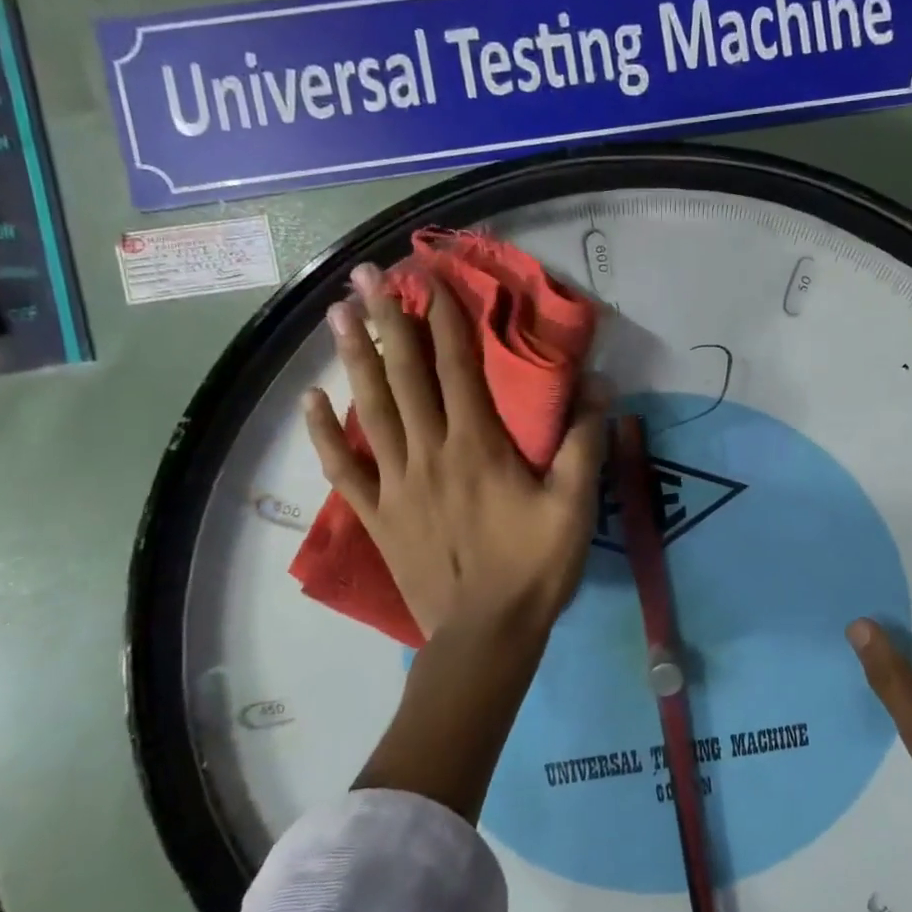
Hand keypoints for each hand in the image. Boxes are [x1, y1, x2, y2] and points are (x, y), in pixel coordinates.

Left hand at [302, 263, 607, 640]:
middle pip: (404, 376)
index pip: (457, 369)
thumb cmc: (535, 568)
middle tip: (365, 275)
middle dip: (386, 321)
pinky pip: (345, 469)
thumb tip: (600, 387)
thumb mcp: (576, 506)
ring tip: (336, 314)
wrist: (486, 635)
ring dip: (354, 359)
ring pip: (371, 410)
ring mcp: (397, 484)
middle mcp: (430, 453)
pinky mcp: (379, 516)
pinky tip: (311, 401)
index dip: (445, 321)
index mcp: (478, 446)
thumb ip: (585, 444)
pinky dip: (325, 434)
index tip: (431, 279)